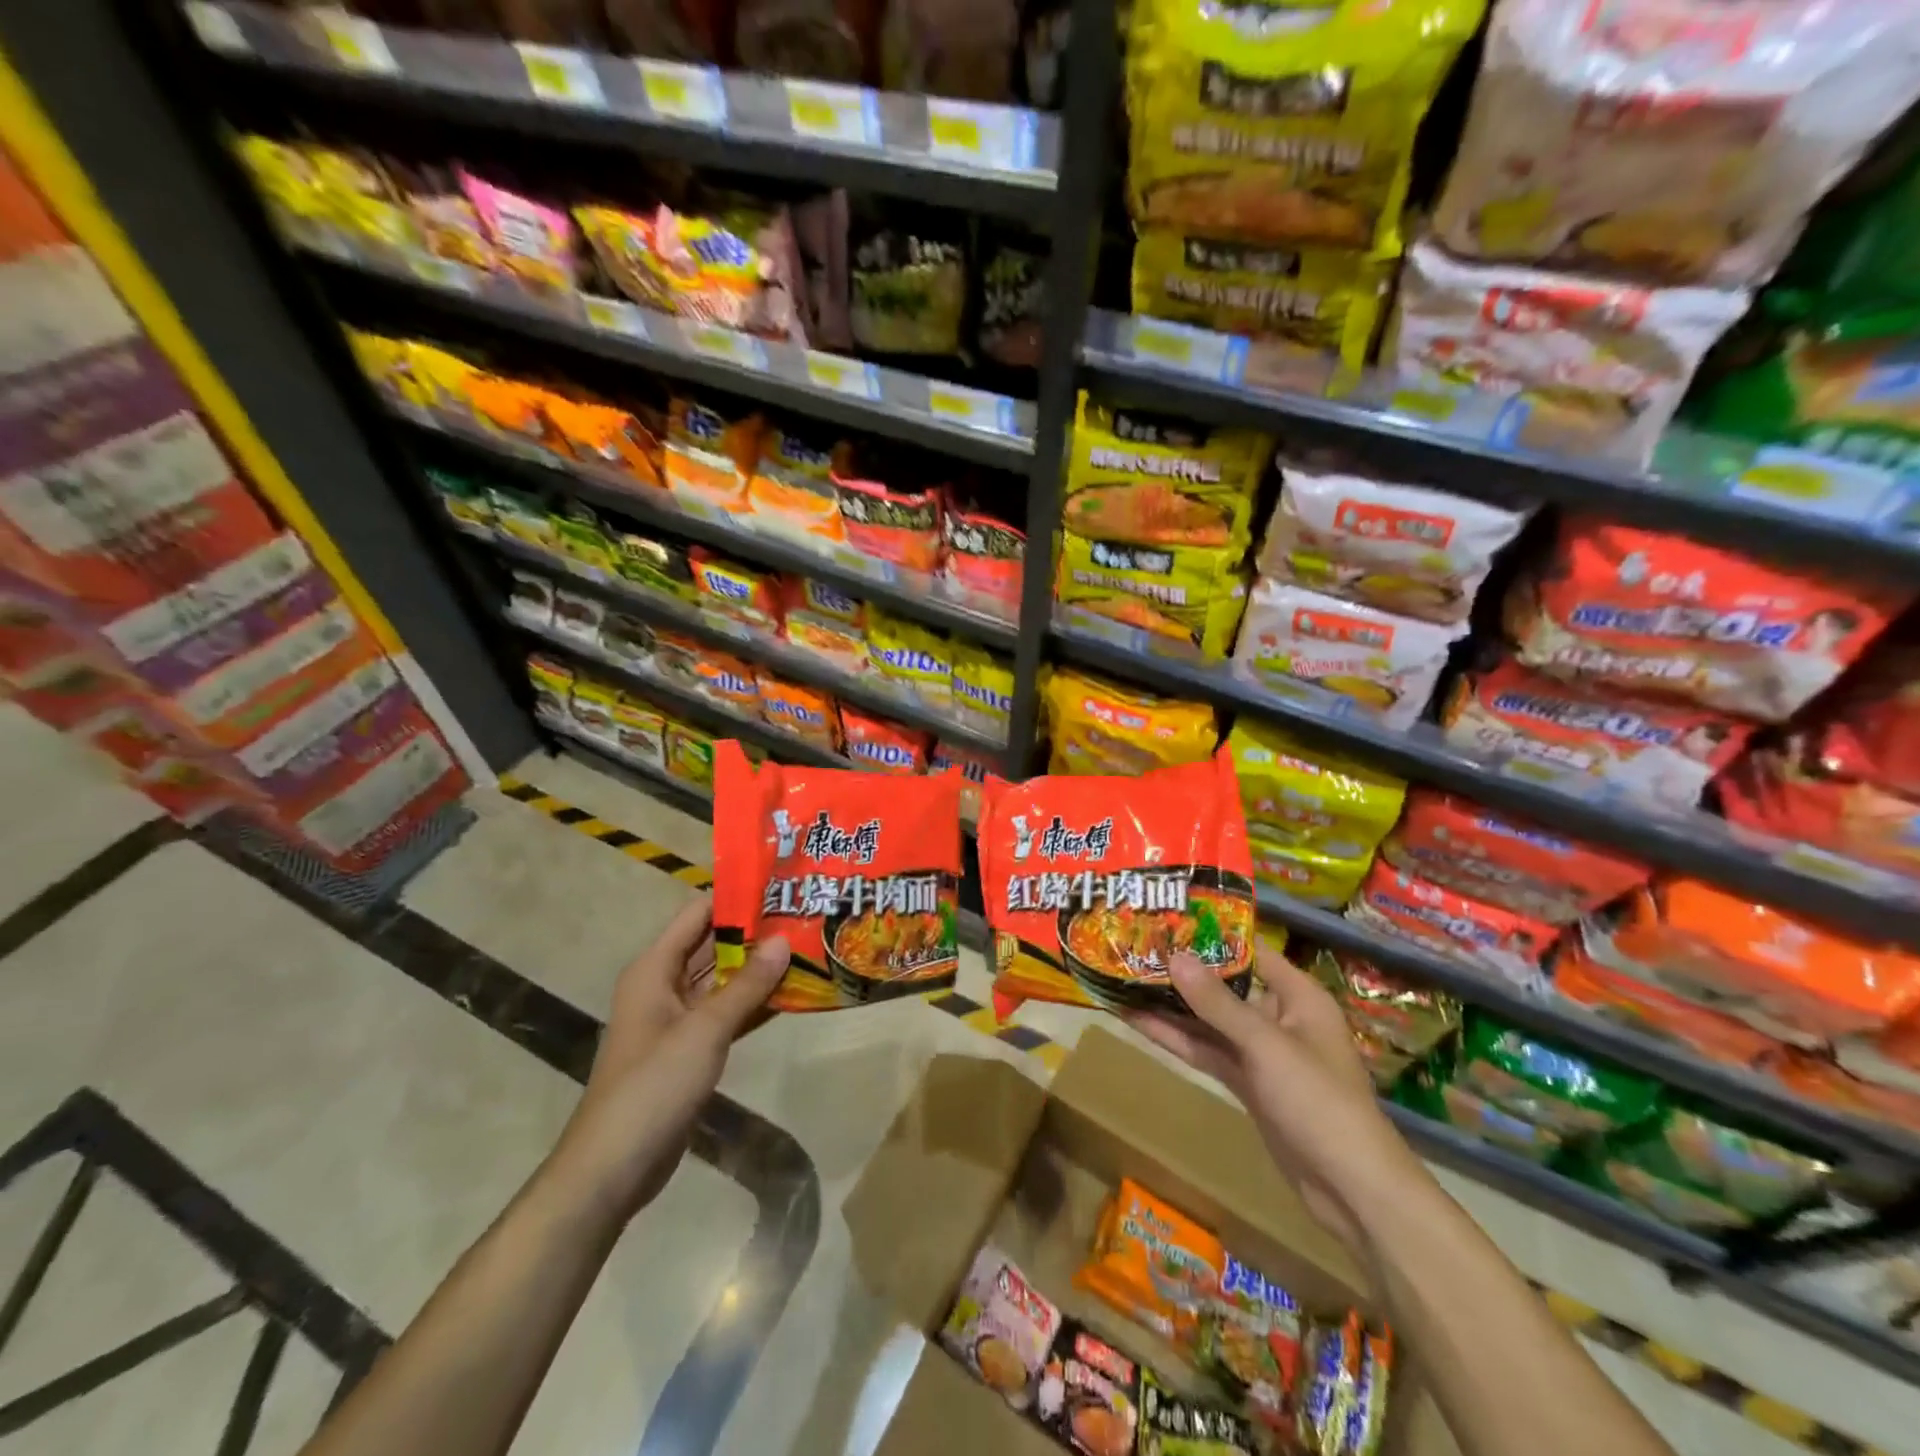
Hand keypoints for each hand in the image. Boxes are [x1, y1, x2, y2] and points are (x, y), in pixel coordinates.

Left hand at [547, 897, 789, 1225]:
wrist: (613, 1168)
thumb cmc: (653, 1086)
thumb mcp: (704, 1030)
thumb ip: (746, 986)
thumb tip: (783, 939)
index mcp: (654, 969)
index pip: (698, 914)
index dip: (735, 897)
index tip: (780, 884)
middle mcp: (664, 986)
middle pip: (713, 945)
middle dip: (755, 931)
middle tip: (804, 913)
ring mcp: (677, 1019)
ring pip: (723, 980)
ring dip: (758, 968)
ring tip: (807, 946)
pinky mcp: (690, 1049)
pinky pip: (726, 1013)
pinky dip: (753, 1004)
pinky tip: (791, 995)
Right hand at [1127, 944, 1422, 1261]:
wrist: (1351, 1188)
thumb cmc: (1319, 1100)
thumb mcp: (1266, 1045)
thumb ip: (1217, 1003)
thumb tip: (1175, 956)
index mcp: (1297, 996)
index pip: (1251, 950)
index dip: (1212, 933)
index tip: (1168, 917)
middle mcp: (1279, 1016)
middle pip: (1224, 985)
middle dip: (1183, 970)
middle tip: (1134, 947)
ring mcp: (1261, 1052)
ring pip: (1210, 1020)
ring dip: (1172, 1006)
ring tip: (1124, 980)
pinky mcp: (1247, 1082)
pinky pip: (1207, 1051)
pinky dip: (1177, 1039)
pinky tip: (1139, 1022)